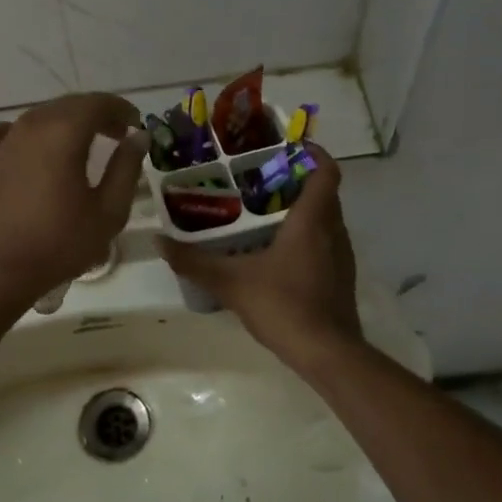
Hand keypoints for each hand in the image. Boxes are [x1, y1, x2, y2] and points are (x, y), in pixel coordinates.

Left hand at [0, 93, 146, 308]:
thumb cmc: (59, 243)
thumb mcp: (108, 211)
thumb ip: (126, 167)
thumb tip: (139, 137)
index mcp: (64, 132)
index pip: (98, 103)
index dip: (122, 110)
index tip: (136, 127)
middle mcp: (32, 125)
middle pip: (70, 105)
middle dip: (98, 115)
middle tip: (118, 136)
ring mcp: (3, 140)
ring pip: (41, 115)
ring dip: (66, 122)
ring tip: (83, 145)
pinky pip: (5, 130)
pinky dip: (25, 132)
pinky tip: (32, 150)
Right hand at [158, 146, 363, 366]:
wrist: (328, 354)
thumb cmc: (284, 305)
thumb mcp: (231, 282)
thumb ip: (194, 261)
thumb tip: (160, 242)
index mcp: (312, 219)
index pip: (326, 170)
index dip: (312, 153)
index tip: (286, 147)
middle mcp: (334, 230)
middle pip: (323, 192)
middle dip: (296, 180)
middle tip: (259, 178)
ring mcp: (342, 256)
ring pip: (326, 219)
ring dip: (302, 210)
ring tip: (264, 212)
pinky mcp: (341, 278)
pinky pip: (325, 242)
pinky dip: (307, 236)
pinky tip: (277, 252)